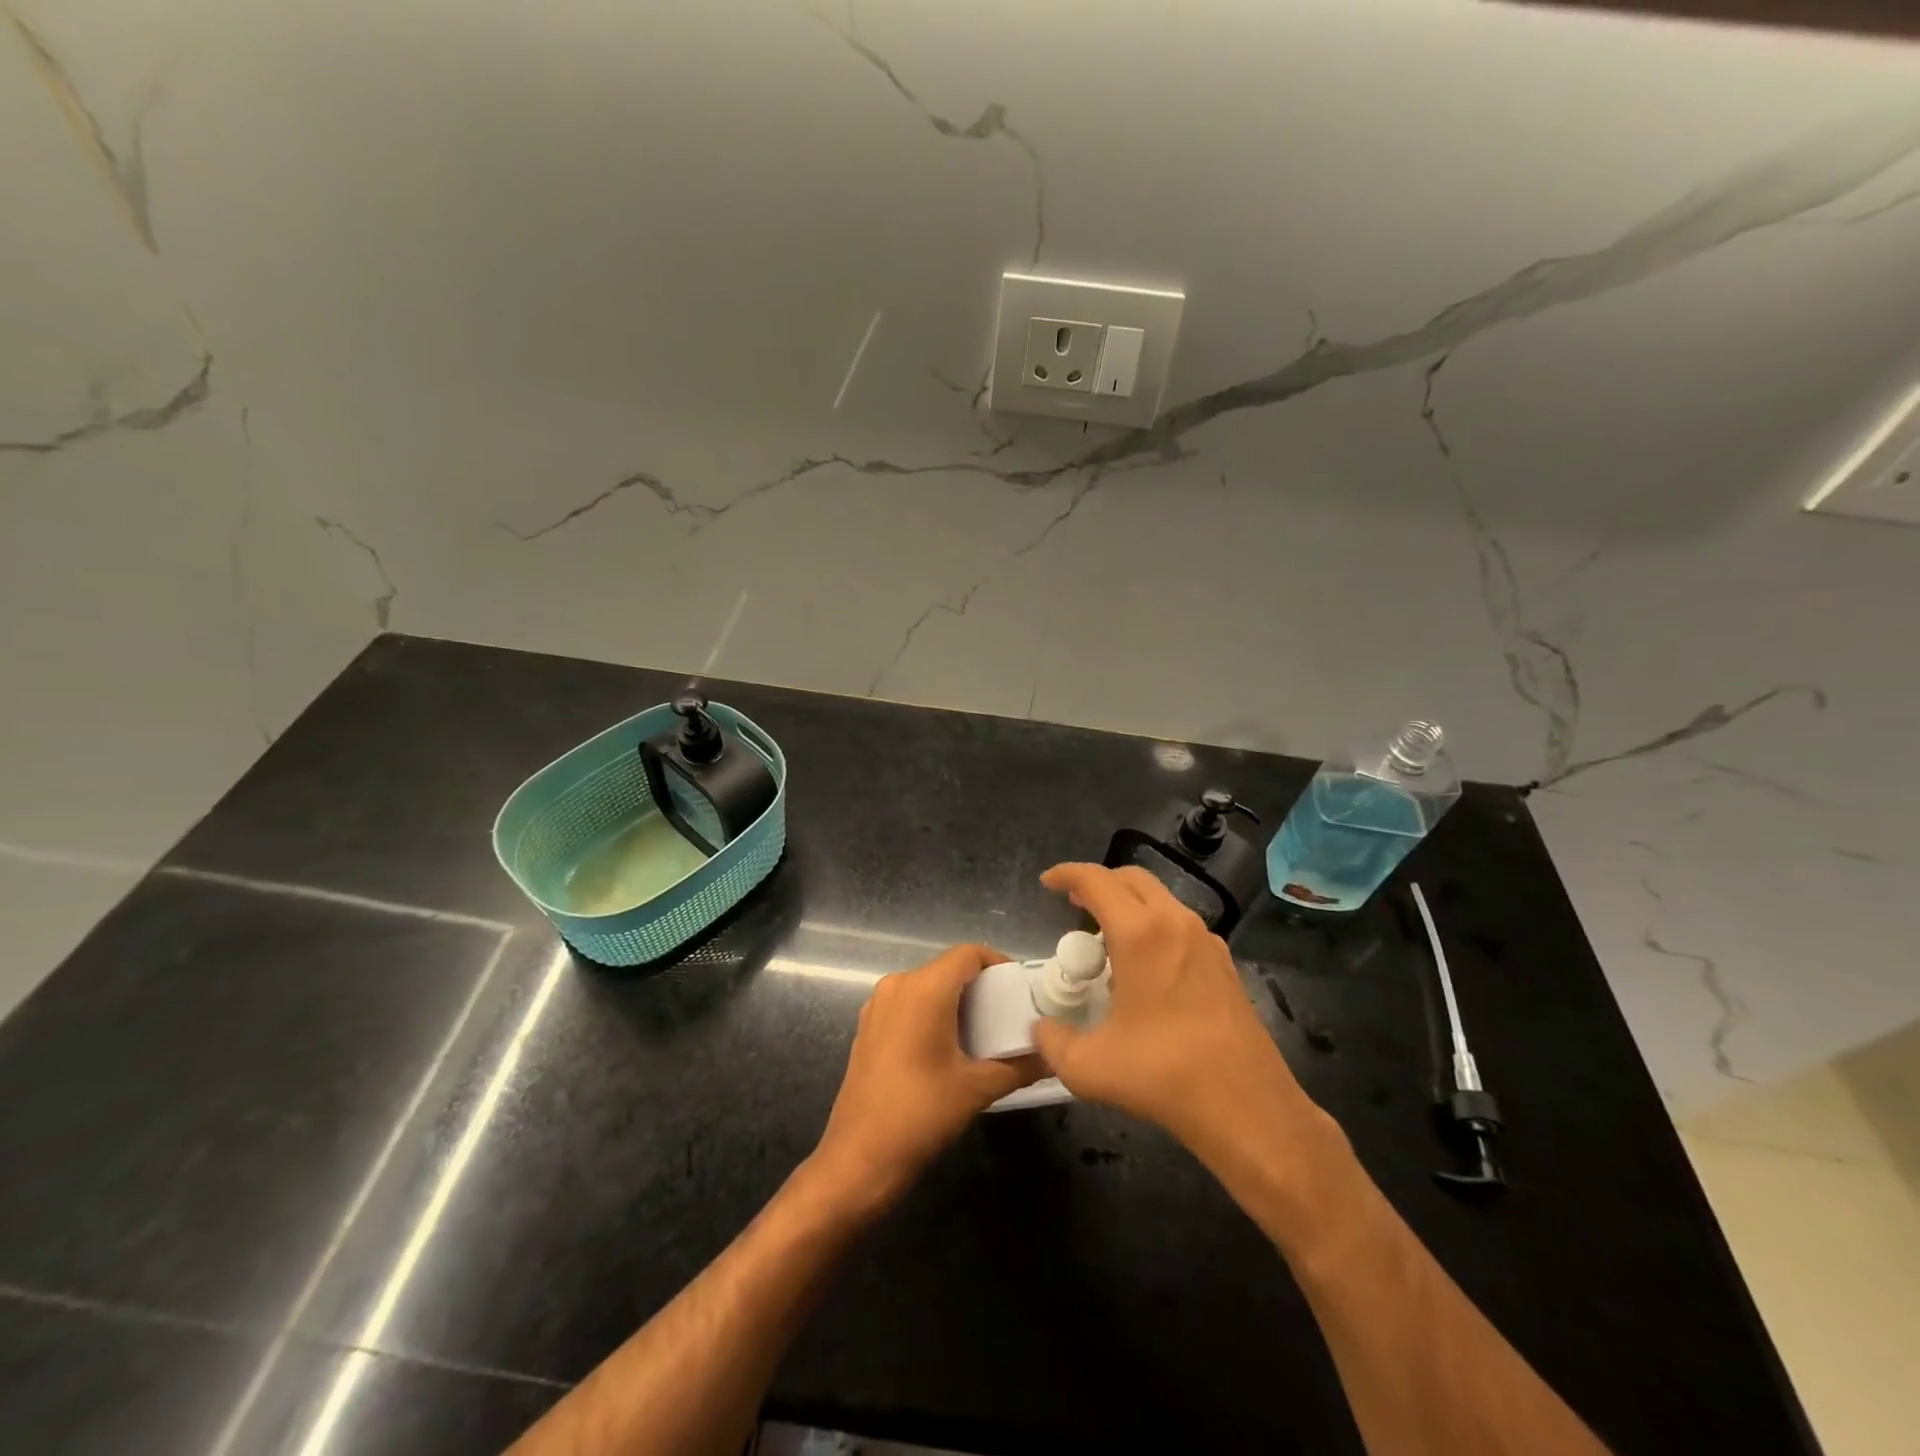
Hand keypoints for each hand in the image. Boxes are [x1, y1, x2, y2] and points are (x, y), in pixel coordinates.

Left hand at [811, 944, 1042, 1206]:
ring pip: (927, 986)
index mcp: (924, 989)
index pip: (968, 954)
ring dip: (956, 1001)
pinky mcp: (868, 1026)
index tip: (1020, 990)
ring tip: (985, 1033)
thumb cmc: (920, 1114)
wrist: (858, 1158)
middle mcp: (898, 985)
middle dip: (980, 987)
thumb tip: (1050, 1058)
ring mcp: (878, 1005)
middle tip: (1009, 1015)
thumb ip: (1018, 1067)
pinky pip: (908, 1004)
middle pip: (948, 968)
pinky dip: (933, 1013)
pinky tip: (949, 1048)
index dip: (998, 964)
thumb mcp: (976, 1089)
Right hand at [1030, 864, 1318, 1165]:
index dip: (1067, 874)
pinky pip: (1180, 925)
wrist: (1248, 1108)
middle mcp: (1175, 923)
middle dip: (1099, 883)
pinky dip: (1155, 927)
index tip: (1048, 883)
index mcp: (1140, 933)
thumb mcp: (1089, 1067)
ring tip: (1107, 940)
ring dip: (1129, 905)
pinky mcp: (1224, 963)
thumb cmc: (1164, 1076)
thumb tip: (1041, 1029)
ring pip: (1160, 899)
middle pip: (1132, 878)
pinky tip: (1146, 969)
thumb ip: (1053, 1043)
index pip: (1097, 881)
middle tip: (1076, 906)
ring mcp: (1206, 941)